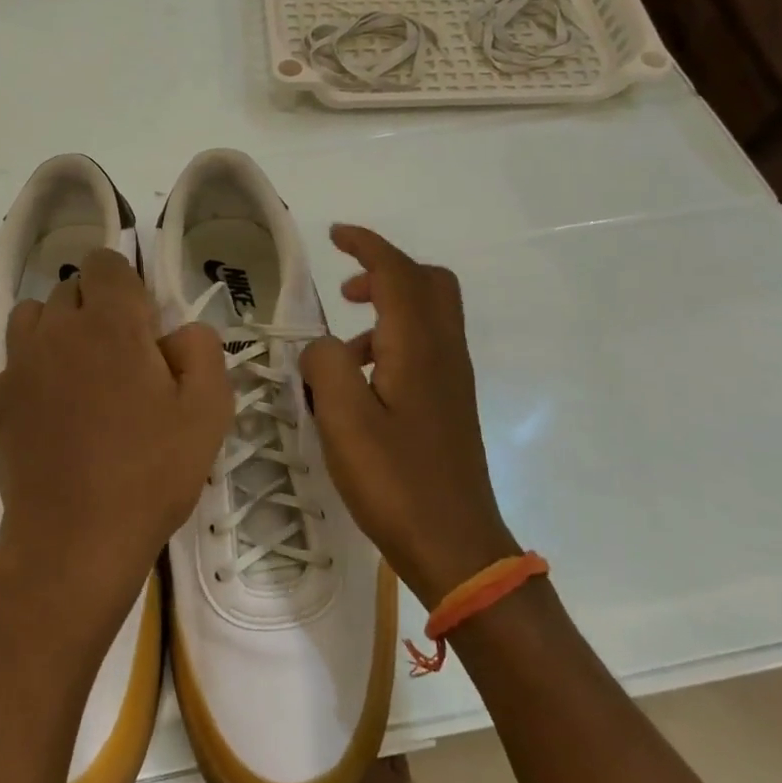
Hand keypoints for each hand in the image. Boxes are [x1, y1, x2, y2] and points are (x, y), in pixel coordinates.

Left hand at [0, 249, 232, 639]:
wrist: (82, 541)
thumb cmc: (152, 473)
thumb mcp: (209, 410)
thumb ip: (202, 349)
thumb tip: (177, 333)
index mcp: (112, 323)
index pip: (107, 264)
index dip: (127, 285)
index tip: (145, 330)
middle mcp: (58, 330)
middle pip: (70, 289)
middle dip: (97, 308)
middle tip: (122, 361)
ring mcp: (16, 367)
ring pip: (26, 316)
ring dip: (51, 326)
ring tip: (74, 363)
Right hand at [300, 225, 519, 608]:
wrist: (457, 547)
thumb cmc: (396, 483)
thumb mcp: (344, 421)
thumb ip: (326, 366)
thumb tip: (324, 346)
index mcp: (418, 348)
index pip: (398, 273)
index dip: (367, 246)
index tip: (335, 235)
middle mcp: (443, 352)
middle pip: (428, 283)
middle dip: (386, 270)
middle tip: (345, 287)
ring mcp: (452, 379)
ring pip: (428, 315)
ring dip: (387, 308)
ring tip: (342, 347)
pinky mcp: (449, 404)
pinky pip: (425, 347)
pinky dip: (393, 341)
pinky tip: (362, 384)